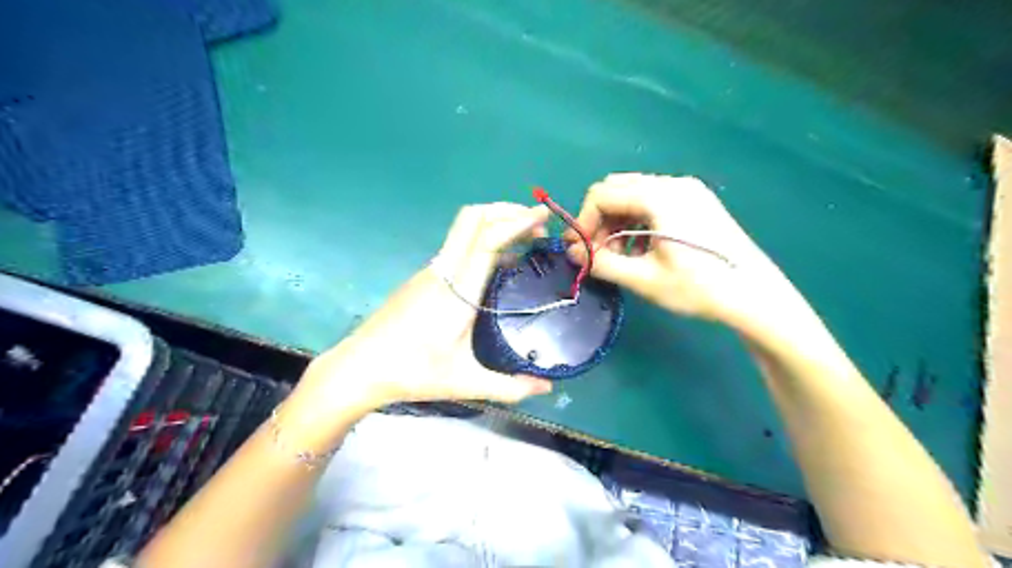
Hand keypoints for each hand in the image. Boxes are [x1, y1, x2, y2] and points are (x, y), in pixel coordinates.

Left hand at [290, 201, 551, 428]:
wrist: (358, 368)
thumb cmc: (411, 373)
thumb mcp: (465, 383)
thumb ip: (509, 387)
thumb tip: (546, 388)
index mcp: (458, 290)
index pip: (488, 240)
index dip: (517, 221)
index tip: (542, 216)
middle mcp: (443, 271)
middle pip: (473, 218)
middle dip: (507, 210)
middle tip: (537, 223)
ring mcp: (430, 271)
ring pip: (464, 229)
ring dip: (495, 223)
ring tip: (524, 240)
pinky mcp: (423, 278)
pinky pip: (458, 246)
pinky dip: (483, 240)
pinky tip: (497, 265)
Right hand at [568, 174, 807, 339]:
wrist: (755, 295)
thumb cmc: (699, 287)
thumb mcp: (643, 279)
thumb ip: (601, 262)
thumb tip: (573, 253)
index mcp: (659, 196)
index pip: (602, 194)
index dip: (583, 221)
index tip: (580, 250)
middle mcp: (672, 183)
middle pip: (617, 189)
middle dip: (599, 220)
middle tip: (597, 253)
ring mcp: (688, 190)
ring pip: (634, 195)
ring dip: (617, 221)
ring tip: (618, 255)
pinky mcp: (697, 201)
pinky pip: (653, 201)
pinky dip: (637, 220)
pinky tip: (641, 248)